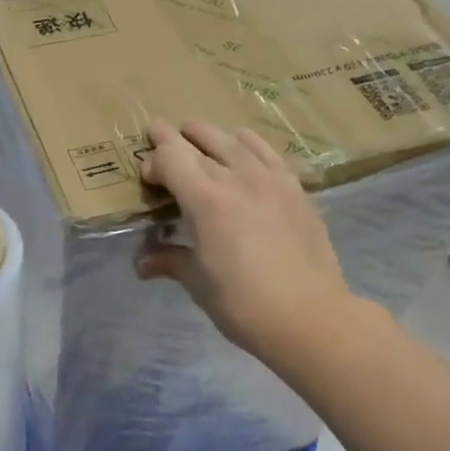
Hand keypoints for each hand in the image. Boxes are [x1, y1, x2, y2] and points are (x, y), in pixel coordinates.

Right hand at [135, 120, 361, 361]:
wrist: (307, 315)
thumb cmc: (240, 303)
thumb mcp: (197, 282)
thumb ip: (170, 261)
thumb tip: (142, 264)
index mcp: (205, 200)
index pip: (171, 157)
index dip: (154, 159)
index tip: (148, 176)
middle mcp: (237, 178)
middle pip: (200, 143)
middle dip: (176, 140)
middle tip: (163, 138)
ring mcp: (272, 180)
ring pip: (236, 141)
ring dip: (212, 136)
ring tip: (200, 135)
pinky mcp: (296, 190)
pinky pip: (269, 154)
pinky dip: (250, 145)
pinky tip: (246, 148)